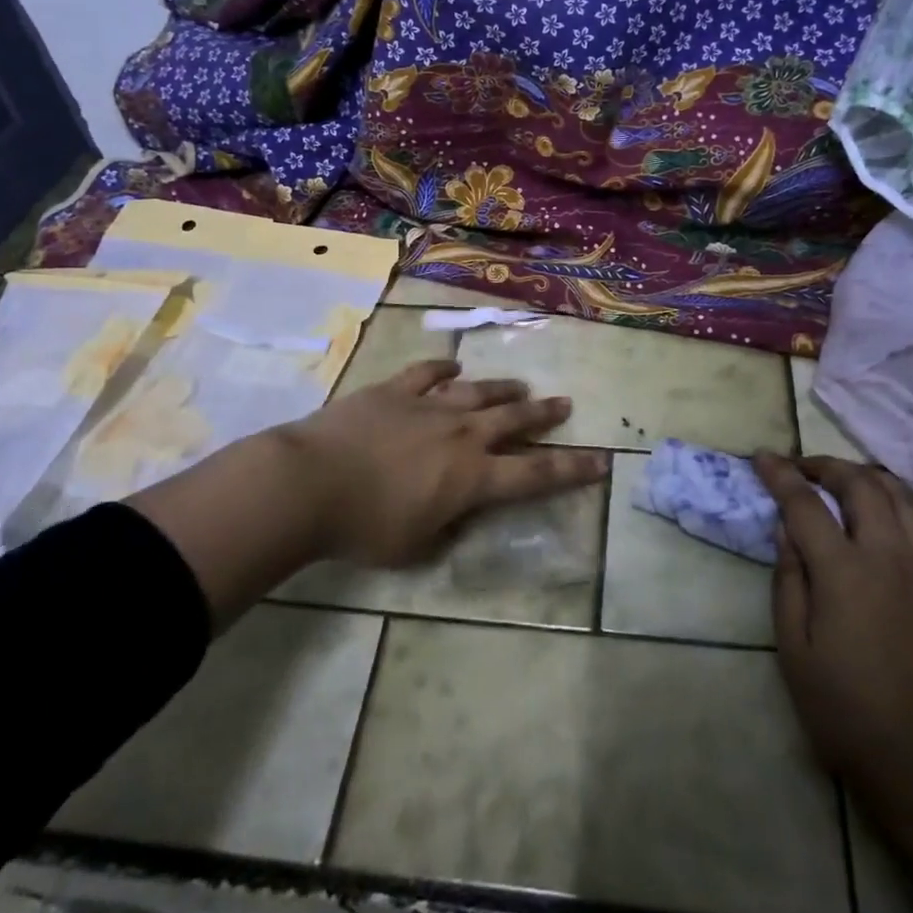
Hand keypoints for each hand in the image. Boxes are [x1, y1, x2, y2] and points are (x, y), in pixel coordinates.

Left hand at [274, 359, 606, 566]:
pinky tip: (452, 365)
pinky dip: (442, 367)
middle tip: (564, 404)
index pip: (536, 473)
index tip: (601, 461)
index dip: (572, 469)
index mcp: (473, 477)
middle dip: (543, 414)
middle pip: (514, 419)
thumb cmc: (365, 527)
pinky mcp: (395, 390)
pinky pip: (426, 372)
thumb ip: (444, 531)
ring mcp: (428, 405)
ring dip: (502, 388)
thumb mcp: (414, 547)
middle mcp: (462, 434)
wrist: (311, 482)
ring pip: (478, 390)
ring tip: (521, 385)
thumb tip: (456, 519)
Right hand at [756, 453, 912, 807]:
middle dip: (828, 466)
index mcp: (843, 572)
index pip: (804, 503)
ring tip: (855, 484)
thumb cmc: (847, 712)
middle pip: (861, 486)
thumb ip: (789, 582)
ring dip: (878, 481)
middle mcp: (891, 557)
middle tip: (805, 469)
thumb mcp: (794, 650)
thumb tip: (786, 530)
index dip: (780, 475)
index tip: (763, 457)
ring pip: (910, 502)